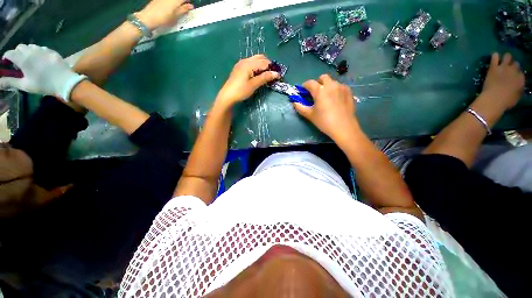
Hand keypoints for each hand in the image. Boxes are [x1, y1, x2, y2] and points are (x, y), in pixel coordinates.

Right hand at [0, 44, 85, 100]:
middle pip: (20, 47)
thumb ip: (10, 82)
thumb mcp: (25, 85)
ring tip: (30, 61)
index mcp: (23, 59)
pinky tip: (41, 60)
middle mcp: (32, 51)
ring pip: (31, 46)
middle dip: (17, 53)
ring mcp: (43, 50)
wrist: (66, 82)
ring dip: (28, 51)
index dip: (7, 58)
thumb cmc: (44, 85)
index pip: (10, 53)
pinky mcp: (52, 51)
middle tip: (19, 63)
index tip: (8, 64)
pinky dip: (38, 52)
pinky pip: (42, 48)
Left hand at [136, 0, 193, 29]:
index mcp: (175, 1)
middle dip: (181, 3)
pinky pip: (167, 1)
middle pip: (178, 0)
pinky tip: (168, 8)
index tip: (188, 7)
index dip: (187, 2)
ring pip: (172, 1)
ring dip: (176, 3)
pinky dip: (170, 3)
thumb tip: (191, 6)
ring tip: (176, 9)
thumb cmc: (164, 19)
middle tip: (183, 8)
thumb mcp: (175, 16)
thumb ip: (183, 10)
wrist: (148, 18)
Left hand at [215, 54, 279, 107]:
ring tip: (266, 76)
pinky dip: (257, 67)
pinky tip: (258, 75)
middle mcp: (245, 61)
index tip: (278, 76)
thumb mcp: (254, 84)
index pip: (264, 62)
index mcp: (249, 64)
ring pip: (255, 60)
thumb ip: (265, 78)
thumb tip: (276, 74)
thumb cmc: (241, 90)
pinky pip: (251, 64)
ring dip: (262, 66)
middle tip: (272, 75)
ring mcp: (241, 64)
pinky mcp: (239, 68)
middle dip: (268, 65)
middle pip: (260, 58)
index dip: (272, 68)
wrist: (227, 96)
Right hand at [293, 74, 357, 141]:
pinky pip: (340, 86)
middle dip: (317, 83)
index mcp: (320, 90)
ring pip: (332, 82)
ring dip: (327, 86)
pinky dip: (335, 90)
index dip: (304, 86)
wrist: (343, 127)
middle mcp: (331, 85)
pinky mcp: (349, 91)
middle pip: (323, 78)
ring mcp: (341, 87)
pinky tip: (335, 99)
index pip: (309, 83)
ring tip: (326, 97)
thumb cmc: (324, 121)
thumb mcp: (309, 115)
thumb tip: (294, 102)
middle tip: (316, 93)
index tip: (303, 91)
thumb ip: (300, 107)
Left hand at [481, 52, 524, 109]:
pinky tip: (494, 57)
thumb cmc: (506, 101)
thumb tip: (517, 85)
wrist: (494, 99)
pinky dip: (495, 56)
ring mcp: (504, 67)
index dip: (516, 74)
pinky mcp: (494, 67)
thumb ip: (518, 88)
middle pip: (515, 63)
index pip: (520, 72)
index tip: (513, 76)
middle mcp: (514, 70)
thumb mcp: (517, 96)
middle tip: (508, 68)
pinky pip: (495, 57)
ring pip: (507, 56)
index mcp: (521, 79)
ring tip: (502, 61)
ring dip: (506, 58)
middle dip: (512, 65)